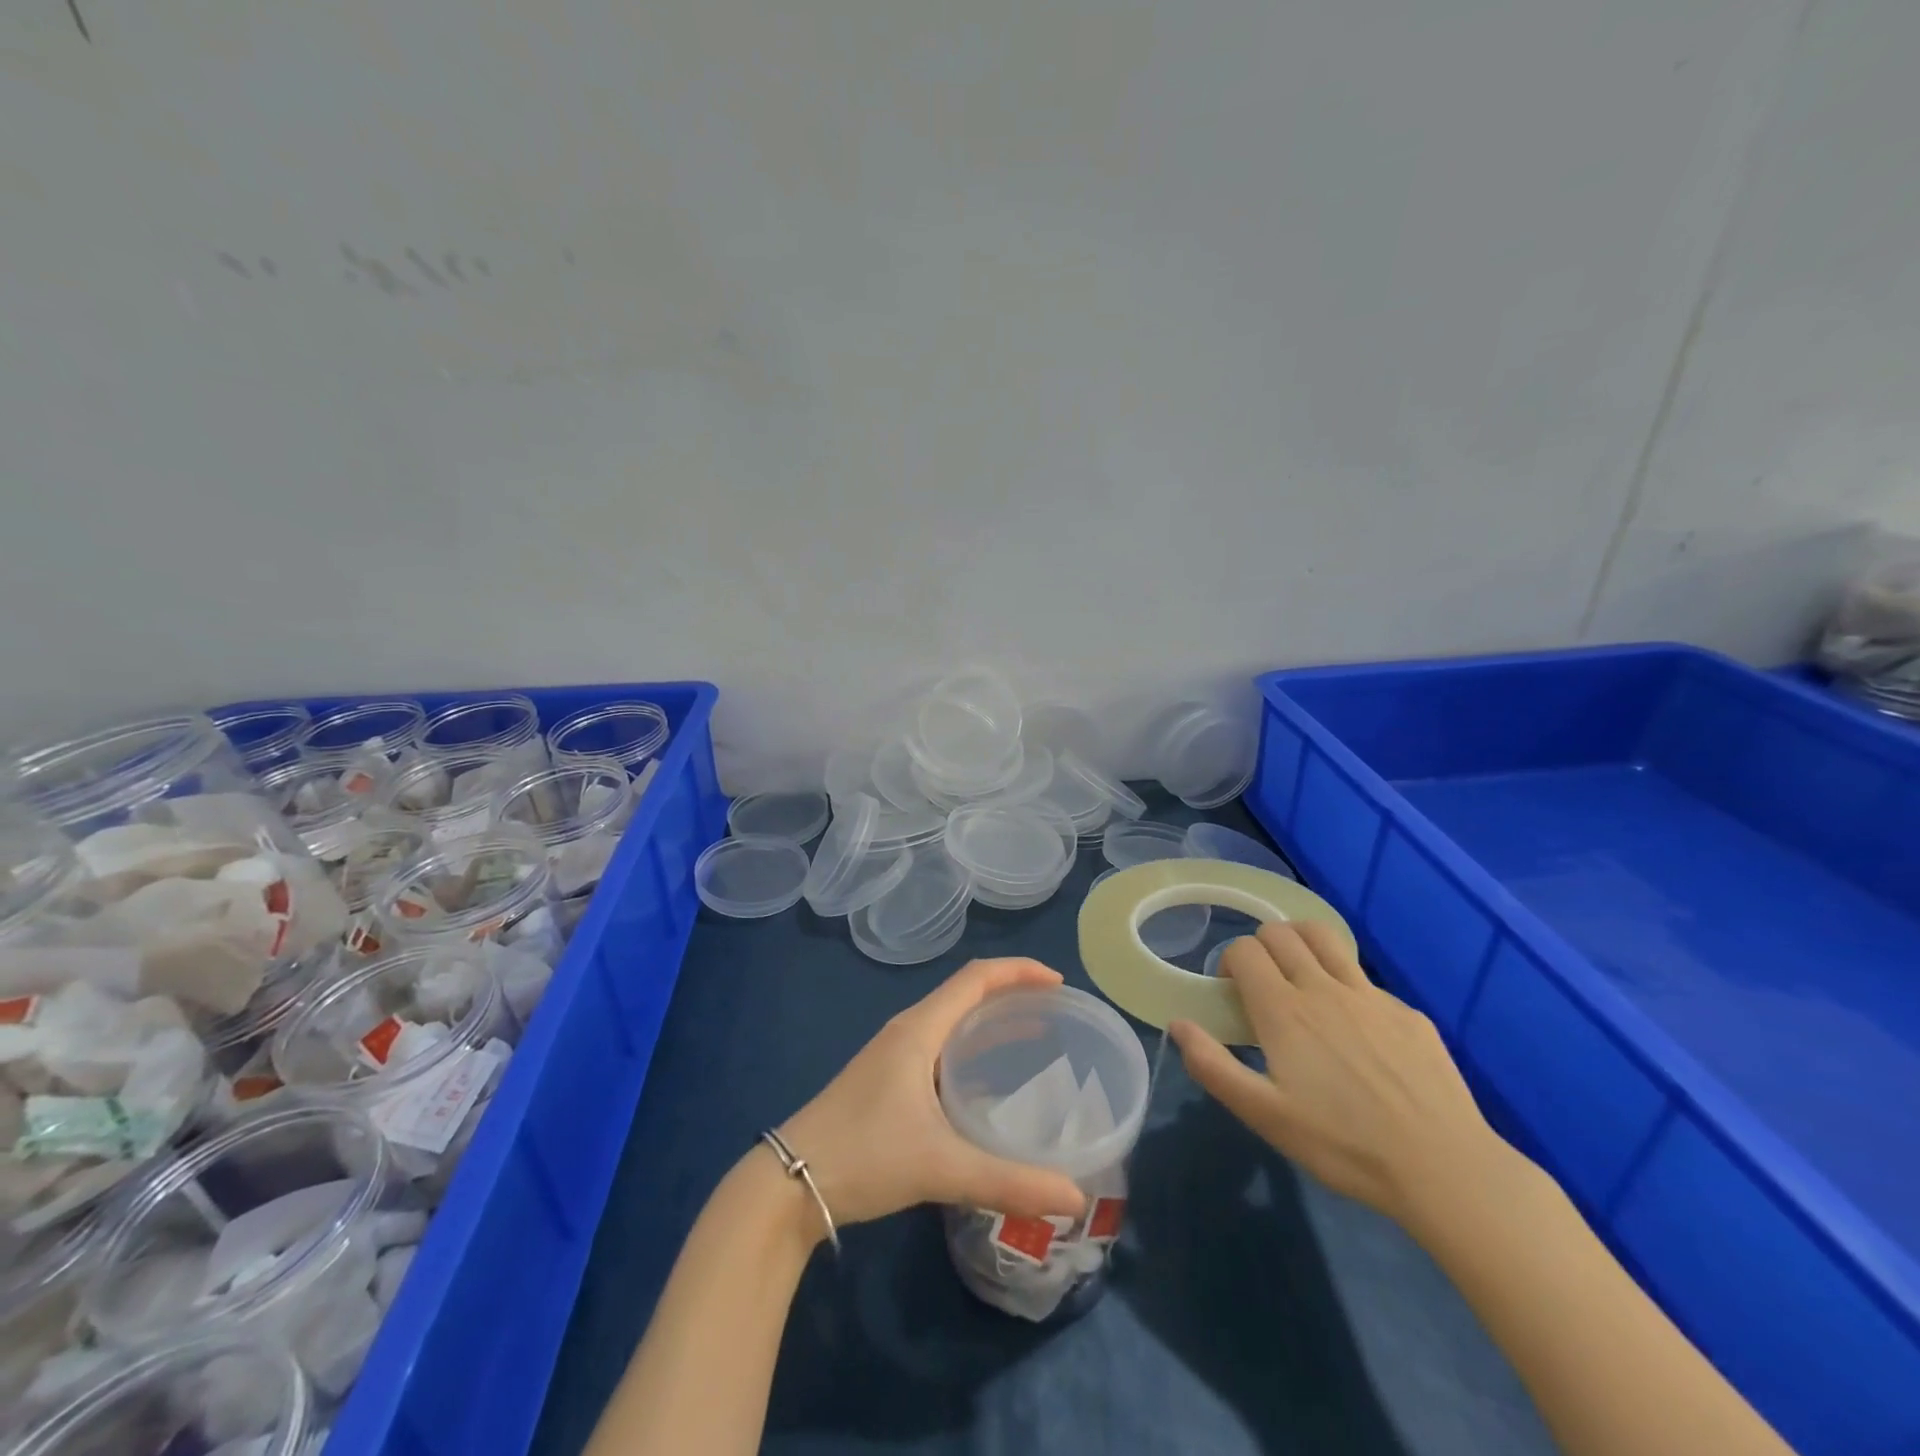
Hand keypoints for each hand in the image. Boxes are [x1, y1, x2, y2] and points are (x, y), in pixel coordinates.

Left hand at [775, 958, 1087, 1230]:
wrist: (790, 1181)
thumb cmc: (864, 1155)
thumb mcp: (940, 1167)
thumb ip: (1008, 1182)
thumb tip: (1074, 1197)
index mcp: (919, 1029)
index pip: (976, 978)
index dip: (1019, 971)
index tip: (1059, 985)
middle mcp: (907, 1031)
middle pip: (965, 993)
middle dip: (1011, 994)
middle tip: (1055, 1014)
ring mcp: (893, 1055)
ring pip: (951, 1022)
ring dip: (989, 1021)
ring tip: (1032, 1040)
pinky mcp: (887, 1080)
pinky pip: (940, 1047)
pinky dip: (971, 1050)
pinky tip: (988, 1085)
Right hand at [1170, 922, 1506, 1232]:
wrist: (1443, 1167)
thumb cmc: (1343, 1145)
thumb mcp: (1265, 1115)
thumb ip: (1213, 1066)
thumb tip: (1178, 1024)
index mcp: (1283, 1009)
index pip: (1245, 949)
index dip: (1230, 960)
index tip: (1233, 991)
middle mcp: (1323, 987)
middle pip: (1281, 933)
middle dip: (1261, 945)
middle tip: (1262, 983)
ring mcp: (1370, 995)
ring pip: (1325, 937)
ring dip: (1302, 942)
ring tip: (1300, 973)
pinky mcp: (1407, 1012)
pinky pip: (1365, 979)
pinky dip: (1346, 985)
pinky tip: (1356, 1030)